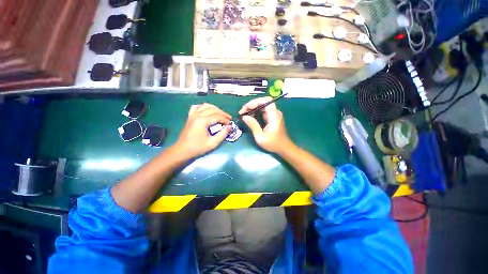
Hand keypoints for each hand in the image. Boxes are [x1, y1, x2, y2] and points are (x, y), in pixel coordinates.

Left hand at [174, 103, 231, 158]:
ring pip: (206, 106)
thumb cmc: (198, 148)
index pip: (218, 116)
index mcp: (203, 121)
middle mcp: (197, 115)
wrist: (182, 150)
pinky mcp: (190, 117)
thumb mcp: (213, 143)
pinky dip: (203, 107)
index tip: (230, 124)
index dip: (225, 120)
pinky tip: (207, 110)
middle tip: (229, 119)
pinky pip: (197, 107)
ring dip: (215, 109)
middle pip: (213, 110)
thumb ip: (223, 134)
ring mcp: (192, 115)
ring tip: (221, 114)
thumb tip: (230, 126)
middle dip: (223, 113)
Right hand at [239, 97, 292, 153]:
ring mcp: (274, 115)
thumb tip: (244, 117)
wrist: (283, 148)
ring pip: (262, 106)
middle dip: (252, 105)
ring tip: (244, 114)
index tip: (246, 108)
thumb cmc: (273, 144)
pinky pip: (263, 111)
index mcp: (274, 116)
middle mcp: (275, 113)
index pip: (266, 101)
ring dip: (253, 108)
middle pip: (263, 102)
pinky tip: (250, 117)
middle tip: (242, 112)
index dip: (255, 102)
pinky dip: (256, 112)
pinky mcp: (272, 118)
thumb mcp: (260, 137)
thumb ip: (253, 125)